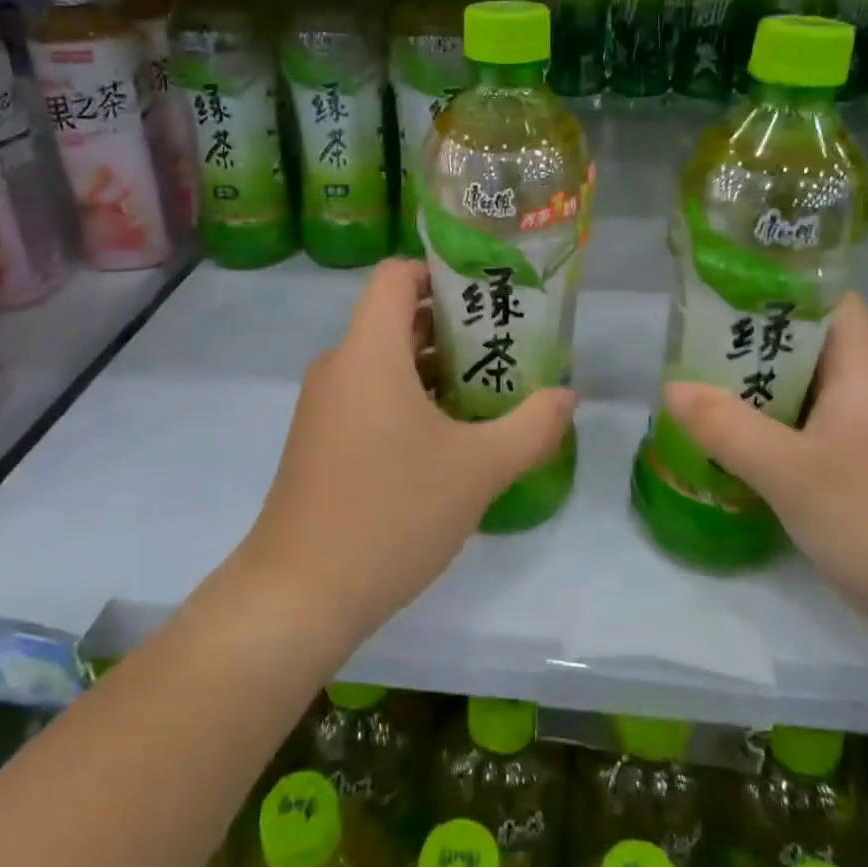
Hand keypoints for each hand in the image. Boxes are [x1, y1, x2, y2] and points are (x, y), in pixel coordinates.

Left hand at [241, 258, 577, 646]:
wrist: (299, 595)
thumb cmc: (391, 513)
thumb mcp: (478, 470)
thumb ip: (531, 427)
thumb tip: (568, 396)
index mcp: (369, 351)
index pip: (396, 274)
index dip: (441, 271)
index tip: (488, 292)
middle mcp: (340, 365)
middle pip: (397, 317)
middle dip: (455, 324)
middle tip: (509, 344)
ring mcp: (326, 405)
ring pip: (386, 361)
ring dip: (436, 366)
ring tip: (491, 388)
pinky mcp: (321, 440)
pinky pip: (370, 395)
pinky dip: (410, 398)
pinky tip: (451, 435)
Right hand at [662, 294, 867, 654]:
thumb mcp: (792, 473)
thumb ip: (728, 427)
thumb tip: (671, 387)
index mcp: (863, 373)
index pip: (832, 301)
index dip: (784, 285)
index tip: (726, 288)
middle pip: (809, 347)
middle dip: (752, 342)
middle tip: (692, 343)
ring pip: (805, 395)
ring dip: (758, 391)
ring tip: (699, 388)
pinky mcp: (865, 478)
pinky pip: (809, 436)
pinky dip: (772, 432)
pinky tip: (734, 447)